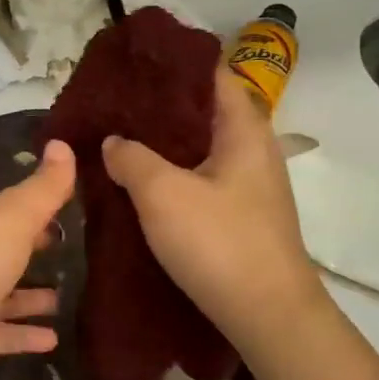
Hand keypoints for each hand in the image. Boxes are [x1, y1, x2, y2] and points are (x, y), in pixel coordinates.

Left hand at [0, 140, 75, 379]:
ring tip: (73, 296)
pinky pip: (6, 335)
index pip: (13, 210)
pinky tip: (55, 339)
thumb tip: (63, 142)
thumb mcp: (8, 222)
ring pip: (8, 295)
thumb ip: (41, 190)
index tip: (80, 204)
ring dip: (35, 295)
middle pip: (8, 250)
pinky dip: (27, 335)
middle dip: (39, 248)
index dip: (43, 205)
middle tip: (82, 249)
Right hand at [102, 68, 325, 353]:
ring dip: (161, 144)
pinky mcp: (239, 215)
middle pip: (201, 111)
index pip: (209, 74)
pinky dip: (170, 174)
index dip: (171, 65)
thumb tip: (113, 142)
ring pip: (198, 149)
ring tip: (115, 140)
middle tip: (111, 105)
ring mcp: (248, 185)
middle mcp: (251, 149)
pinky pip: (198, 180)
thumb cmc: (218, 242)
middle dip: (157, 106)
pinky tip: (137, 184)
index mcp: (243, 128)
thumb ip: (131, 158)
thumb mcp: (162, 194)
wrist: (267, 314)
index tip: (129, 65)